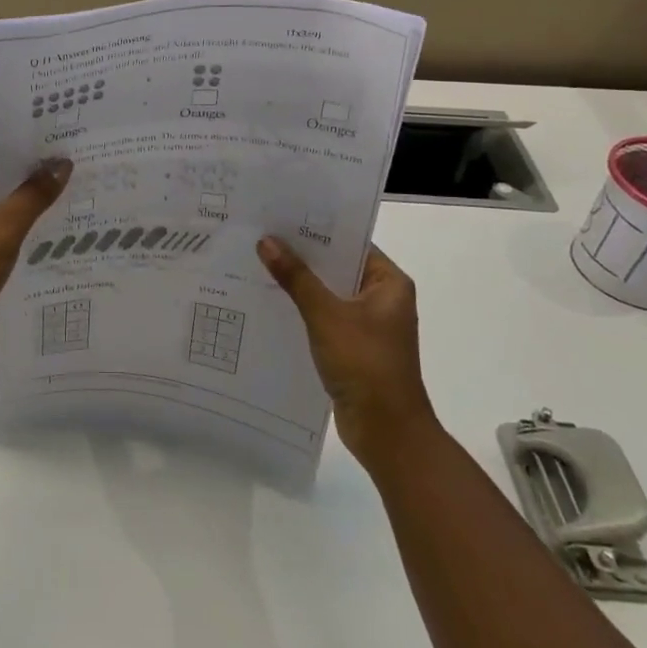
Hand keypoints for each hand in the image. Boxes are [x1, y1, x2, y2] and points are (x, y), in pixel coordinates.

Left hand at [0, 145, 72, 368]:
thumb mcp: (1, 229)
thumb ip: (33, 195)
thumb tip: (62, 163)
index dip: (31, 141)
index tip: (69, 136)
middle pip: (3, 173)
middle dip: (38, 171)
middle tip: (84, 161)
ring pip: (6, 201)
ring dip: (35, 200)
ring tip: (81, 189)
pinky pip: (4, 226)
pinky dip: (26, 225)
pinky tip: (60, 226)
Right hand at [257, 237, 433, 460]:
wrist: (386, 432)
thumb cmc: (365, 364)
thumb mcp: (326, 315)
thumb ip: (296, 277)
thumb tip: (266, 240)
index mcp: (389, 282)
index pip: (350, 242)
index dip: (317, 230)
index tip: (280, 215)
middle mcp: (382, 298)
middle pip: (337, 266)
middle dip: (301, 256)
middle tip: (260, 234)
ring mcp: (368, 324)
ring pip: (327, 293)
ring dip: (299, 283)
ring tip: (257, 262)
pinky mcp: (352, 346)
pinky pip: (323, 317)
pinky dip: (301, 309)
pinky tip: (269, 301)